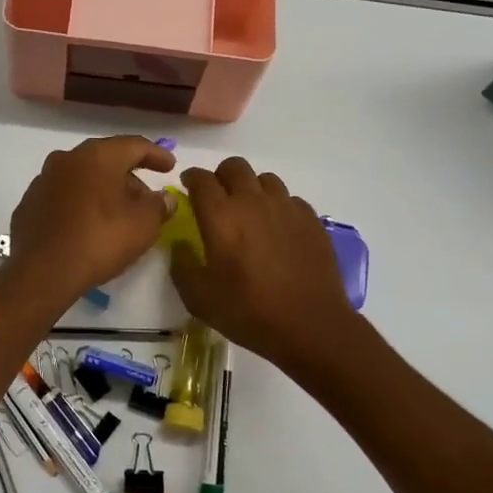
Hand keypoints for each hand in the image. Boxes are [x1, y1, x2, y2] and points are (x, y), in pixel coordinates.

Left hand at [7, 136, 176, 302]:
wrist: (42, 272)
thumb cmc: (99, 240)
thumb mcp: (143, 225)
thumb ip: (159, 206)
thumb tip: (165, 198)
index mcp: (97, 156)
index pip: (134, 145)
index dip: (156, 155)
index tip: (170, 167)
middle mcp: (67, 159)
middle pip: (106, 160)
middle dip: (129, 177)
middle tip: (146, 199)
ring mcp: (43, 180)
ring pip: (83, 177)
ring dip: (103, 190)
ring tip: (119, 215)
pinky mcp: (29, 204)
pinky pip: (64, 196)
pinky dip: (81, 204)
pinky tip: (89, 225)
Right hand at [170, 158, 359, 373]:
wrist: (311, 325)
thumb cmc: (249, 313)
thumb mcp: (200, 299)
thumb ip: (182, 267)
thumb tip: (181, 245)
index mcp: (221, 217)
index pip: (201, 179)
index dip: (191, 178)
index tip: (187, 187)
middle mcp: (253, 202)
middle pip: (234, 167)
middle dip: (221, 176)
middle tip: (217, 198)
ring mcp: (286, 207)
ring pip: (265, 179)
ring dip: (251, 188)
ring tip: (249, 212)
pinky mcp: (311, 219)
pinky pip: (289, 199)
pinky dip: (277, 206)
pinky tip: (277, 229)